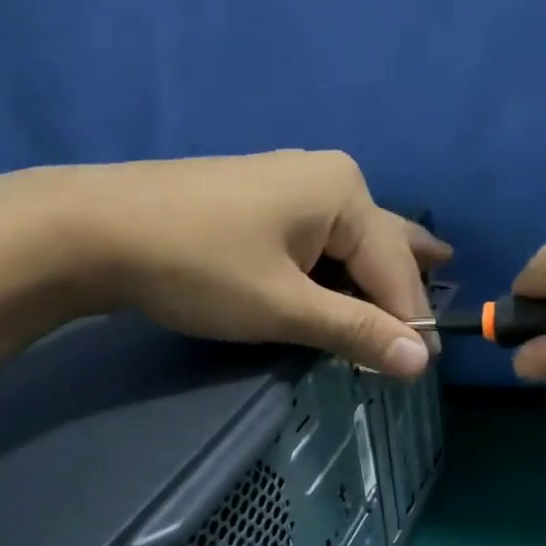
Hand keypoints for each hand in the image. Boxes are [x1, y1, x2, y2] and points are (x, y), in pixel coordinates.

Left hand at [35, 151, 449, 377]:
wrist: (93, 230)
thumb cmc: (200, 266)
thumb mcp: (284, 306)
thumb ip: (356, 331)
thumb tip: (421, 361)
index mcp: (344, 192)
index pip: (396, 267)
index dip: (411, 319)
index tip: (421, 369)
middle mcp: (326, 176)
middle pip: (380, 239)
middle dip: (406, 272)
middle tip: (452, 280)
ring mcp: (288, 181)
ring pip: (348, 236)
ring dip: (372, 268)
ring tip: (414, 272)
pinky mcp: (257, 197)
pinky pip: (316, 235)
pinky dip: (335, 263)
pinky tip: (344, 272)